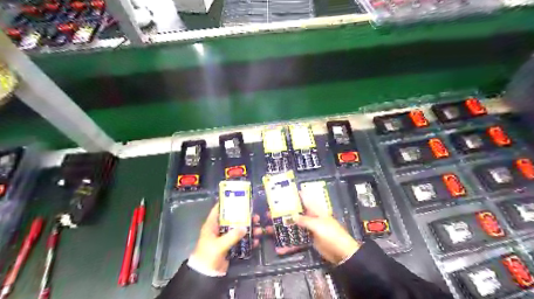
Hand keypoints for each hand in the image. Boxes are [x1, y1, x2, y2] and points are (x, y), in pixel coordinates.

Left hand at [190, 204, 261, 272]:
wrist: (205, 275)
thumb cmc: (208, 256)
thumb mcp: (219, 245)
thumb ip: (232, 236)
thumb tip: (245, 227)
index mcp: (212, 225)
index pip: (218, 210)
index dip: (227, 203)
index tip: (239, 198)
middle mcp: (218, 229)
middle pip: (232, 219)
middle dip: (244, 218)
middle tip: (255, 216)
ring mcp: (224, 238)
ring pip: (238, 230)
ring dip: (249, 229)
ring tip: (259, 229)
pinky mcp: (230, 247)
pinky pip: (240, 241)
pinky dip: (248, 240)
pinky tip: (256, 241)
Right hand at [266, 191, 357, 263]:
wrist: (342, 253)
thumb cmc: (332, 235)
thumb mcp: (318, 225)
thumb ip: (305, 220)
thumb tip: (292, 216)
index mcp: (316, 211)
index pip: (305, 199)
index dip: (296, 195)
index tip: (283, 192)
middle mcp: (311, 218)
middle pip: (296, 213)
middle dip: (284, 213)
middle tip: (270, 213)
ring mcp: (309, 230)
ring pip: (294, 227)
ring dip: (284, 229)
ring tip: (270, 229)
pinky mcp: (309, 240)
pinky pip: (297, 241)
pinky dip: (289, 245)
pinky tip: (280, 248)